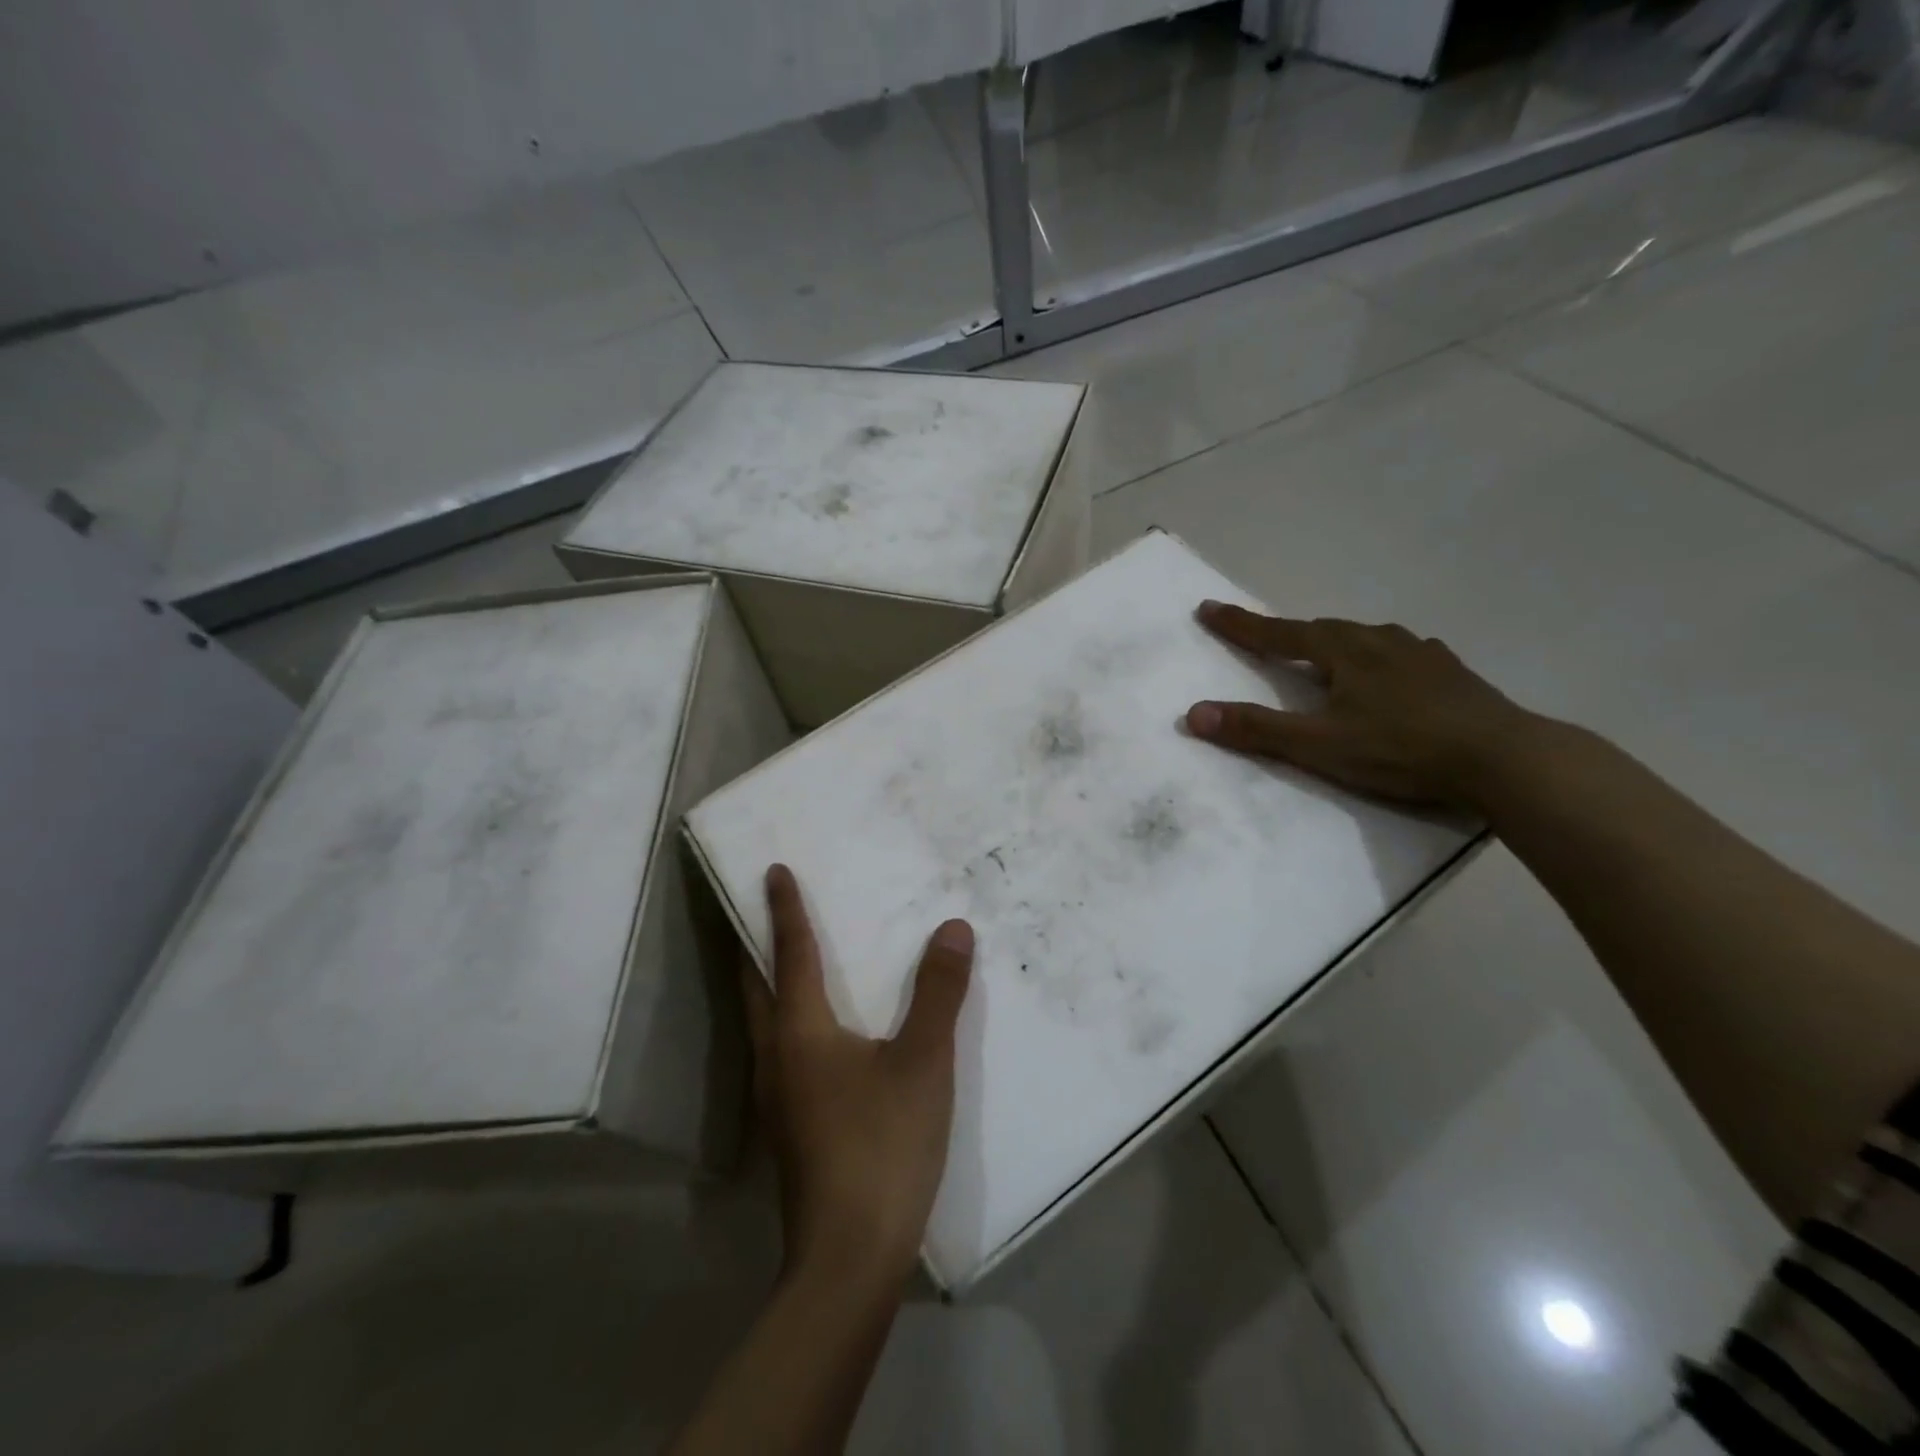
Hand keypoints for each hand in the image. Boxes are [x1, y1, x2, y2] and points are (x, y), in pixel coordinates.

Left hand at [743, 864, 973, 1292]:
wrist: (849, 1260)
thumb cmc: (882, 1146)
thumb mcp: (923, 1063)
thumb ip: (938, 993)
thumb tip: (953, 929)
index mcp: (799, 1032)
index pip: (789, 953)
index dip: (784, 909)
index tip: (772, 870)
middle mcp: (775, 1057)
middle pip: (756, 986)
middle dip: (756, 944)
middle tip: (762, 910)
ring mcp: (776, 1098)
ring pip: (763, 1022)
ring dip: (769, 984)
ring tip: (790, 962)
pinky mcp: (789, 1128)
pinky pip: (781, 1052)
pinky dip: (789, 1021)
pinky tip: (820, 1037)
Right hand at [1184, 601, 1543, 811]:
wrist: (1503, 758)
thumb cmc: (1401, 749)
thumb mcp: (1319, 746)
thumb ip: (1256, 730)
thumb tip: (1193, 714)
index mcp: (1344, 651)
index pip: (1279, 633)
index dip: (1241, 624)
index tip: (1207, 609)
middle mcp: (1380, 640)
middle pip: (1322, 630)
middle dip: (1288, 634)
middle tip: (1265, 640)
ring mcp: (1421, 653)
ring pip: (1364, 638)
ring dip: (1335, 644)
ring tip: (1324, 657)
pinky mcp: (1450, 672)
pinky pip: (1400, 653)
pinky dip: (1377, 659)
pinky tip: (1388, 673)